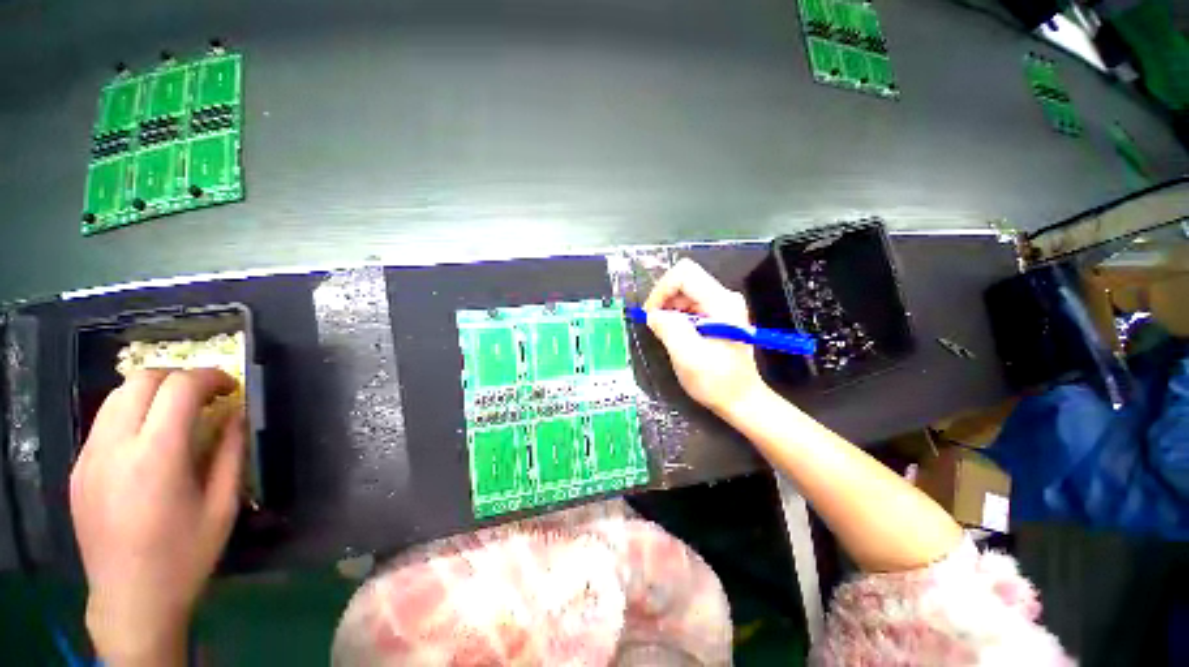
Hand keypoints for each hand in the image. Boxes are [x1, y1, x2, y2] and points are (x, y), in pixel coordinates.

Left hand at [70, 369, 244, 665]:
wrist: (130, 599)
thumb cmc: (184, 555)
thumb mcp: (222, 505)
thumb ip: (230, 452)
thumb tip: (235, 414)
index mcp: (155, 456)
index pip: (179, 388)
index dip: (210, 377)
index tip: (230, 388)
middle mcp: (114, 447)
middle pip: (141, 380)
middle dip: (179, 378)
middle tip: (205, 396)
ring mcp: (89, 457)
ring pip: (117, 396)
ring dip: (153, 392)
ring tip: (178, 414)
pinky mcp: (78, 469)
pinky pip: (105, 422)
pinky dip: (132, 414)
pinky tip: (149, 442)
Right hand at [643, 259, 765, 413]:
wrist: (742, 400)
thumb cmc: (716, 381)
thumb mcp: (687, 356)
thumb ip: (668, 329)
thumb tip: (654, 314)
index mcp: (721, 302)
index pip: (684, 274)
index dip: (661, 290)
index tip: (651, 314)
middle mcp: (724, 298)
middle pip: (684, 281)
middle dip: (664, 301)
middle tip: (656, 326)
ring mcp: (723, 306)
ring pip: (685, 293)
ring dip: (670, 310)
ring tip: (667, 335)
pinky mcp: (719, 316)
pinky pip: (690, 305)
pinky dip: (678, 317)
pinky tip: (678, 337)